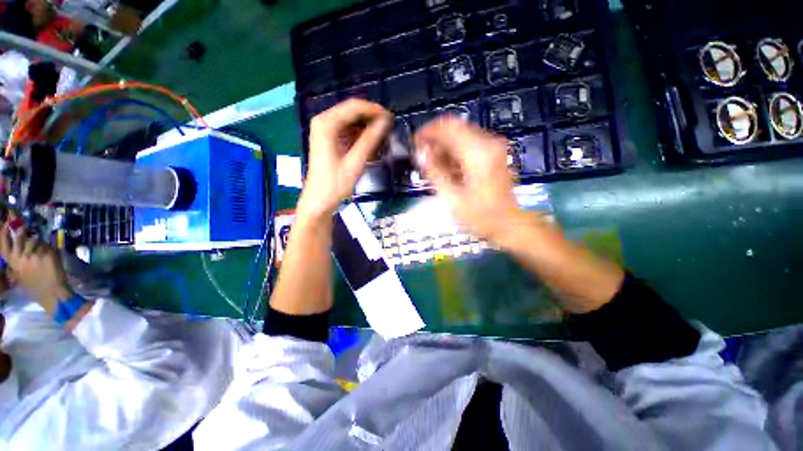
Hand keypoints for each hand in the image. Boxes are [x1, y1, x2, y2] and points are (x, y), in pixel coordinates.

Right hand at [0, 225, 71, 312]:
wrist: (52, 296)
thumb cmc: (35, 288)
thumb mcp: (19, 277)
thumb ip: (15, 265)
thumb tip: (14, 252)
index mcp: (13, 263)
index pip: (4, 245)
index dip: (3, 232)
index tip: (5, 222)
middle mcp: (21, 257)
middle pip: (19, 237)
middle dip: (21, 230)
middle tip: (24, 227)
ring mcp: (35, 255)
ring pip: (35, 240)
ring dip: (38, 242)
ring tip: (41, 250)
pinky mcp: (48, 254)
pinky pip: (48, 246)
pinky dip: (50, 249)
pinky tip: (51, 257)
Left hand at [298, 99, 391, 219]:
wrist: (319, 201)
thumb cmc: (335, 184)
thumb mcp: (355, 162)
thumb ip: (370, 139)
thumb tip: (386, 121)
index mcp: (326, 123)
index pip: (354, 107)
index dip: (375, 110)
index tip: (392, 119)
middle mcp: (323, 121)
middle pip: (352, 111)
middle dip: (372, 118)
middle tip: (390, 127)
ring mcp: (325, 130)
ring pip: (351, 120)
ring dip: (367, 126)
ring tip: (383, 136)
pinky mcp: (329, 140)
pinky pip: (347, 131)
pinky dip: (360, 135)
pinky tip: (371, 143)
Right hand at [414, 117, 523, 242]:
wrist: (510, 225)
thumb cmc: (481, 216)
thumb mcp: (452, 198)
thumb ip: (434, 172)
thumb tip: (420, 153)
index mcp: (477, 153)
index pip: (447, 127)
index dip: (427, 132)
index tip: (414, 143)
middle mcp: (488, 144)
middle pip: (455, 128)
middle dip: (435, 140)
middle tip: (422, 157)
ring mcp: (493, 148)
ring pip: (461, 135)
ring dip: (444, 147)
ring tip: (432, 166)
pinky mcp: (493, 155)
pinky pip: (469, 145)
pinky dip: (454, 152)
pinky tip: (447, 169)